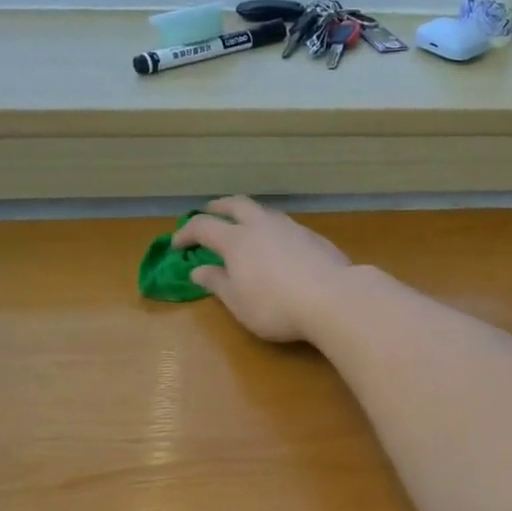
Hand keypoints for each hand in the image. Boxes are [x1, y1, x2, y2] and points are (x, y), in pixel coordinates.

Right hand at [173, 196, 352, 343]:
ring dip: (249, 214)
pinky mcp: (315, 237)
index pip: (203, 227)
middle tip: (209, 212)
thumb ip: (218, 283)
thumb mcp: (239, 302)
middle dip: (218, 207)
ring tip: (245, 226)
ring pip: (264, 211)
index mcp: (236, 240)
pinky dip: (273, 229)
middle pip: (236, 204)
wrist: (334, 299)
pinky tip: (279, 244)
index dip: (186, 233)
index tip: (177, 245)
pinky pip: (286, 225)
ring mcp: (291, 228)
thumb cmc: (276, 306)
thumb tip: (199, 270)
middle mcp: (262, 225)